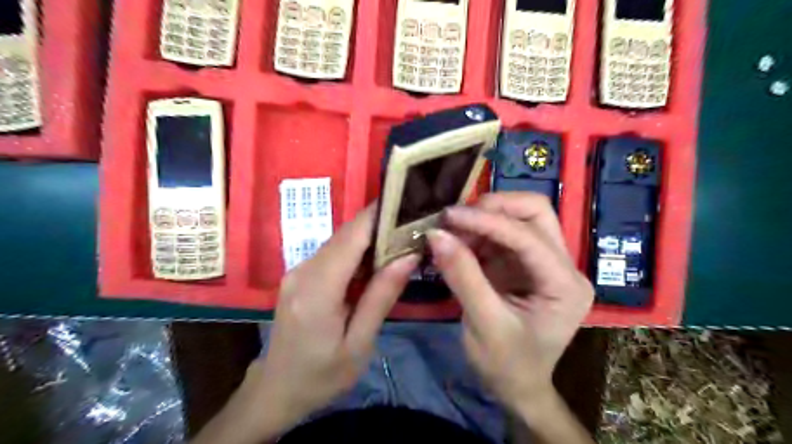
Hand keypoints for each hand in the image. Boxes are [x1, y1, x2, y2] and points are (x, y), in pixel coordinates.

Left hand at [194, 206, 416, 443]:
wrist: (276, 390)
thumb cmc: (321, 375)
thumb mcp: (359, 343)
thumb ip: (381, 297)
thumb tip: (408, 256)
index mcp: (318, 290)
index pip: (351, 237)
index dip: (377, 215)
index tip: (406, 204)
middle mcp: (303, 271)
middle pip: (345, 234)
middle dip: (379, 224)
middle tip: (413, 224)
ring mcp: (297, 271)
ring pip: (339, 241)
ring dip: (369, 237)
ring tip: (401, 240)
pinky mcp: (298, 275)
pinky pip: (332, 253)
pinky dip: (356, 251)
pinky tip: (375, 261)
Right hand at [427, 193, 593, 414]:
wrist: (517, 386)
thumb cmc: (507, 365)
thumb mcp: (483, 324)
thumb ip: (462, 276)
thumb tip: (436, 234)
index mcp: (565, 286)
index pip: (529, 237)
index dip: (487, 221)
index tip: (449, 216)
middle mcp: (563, 266)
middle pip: (536, 212)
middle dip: (494, 208)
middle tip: (456, 219)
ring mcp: (546, 262)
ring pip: (520, 217)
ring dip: (484, 218)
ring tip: (452, 232)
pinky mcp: (526, 263)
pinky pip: (504, 233)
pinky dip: (480, 231)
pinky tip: (460, 242)